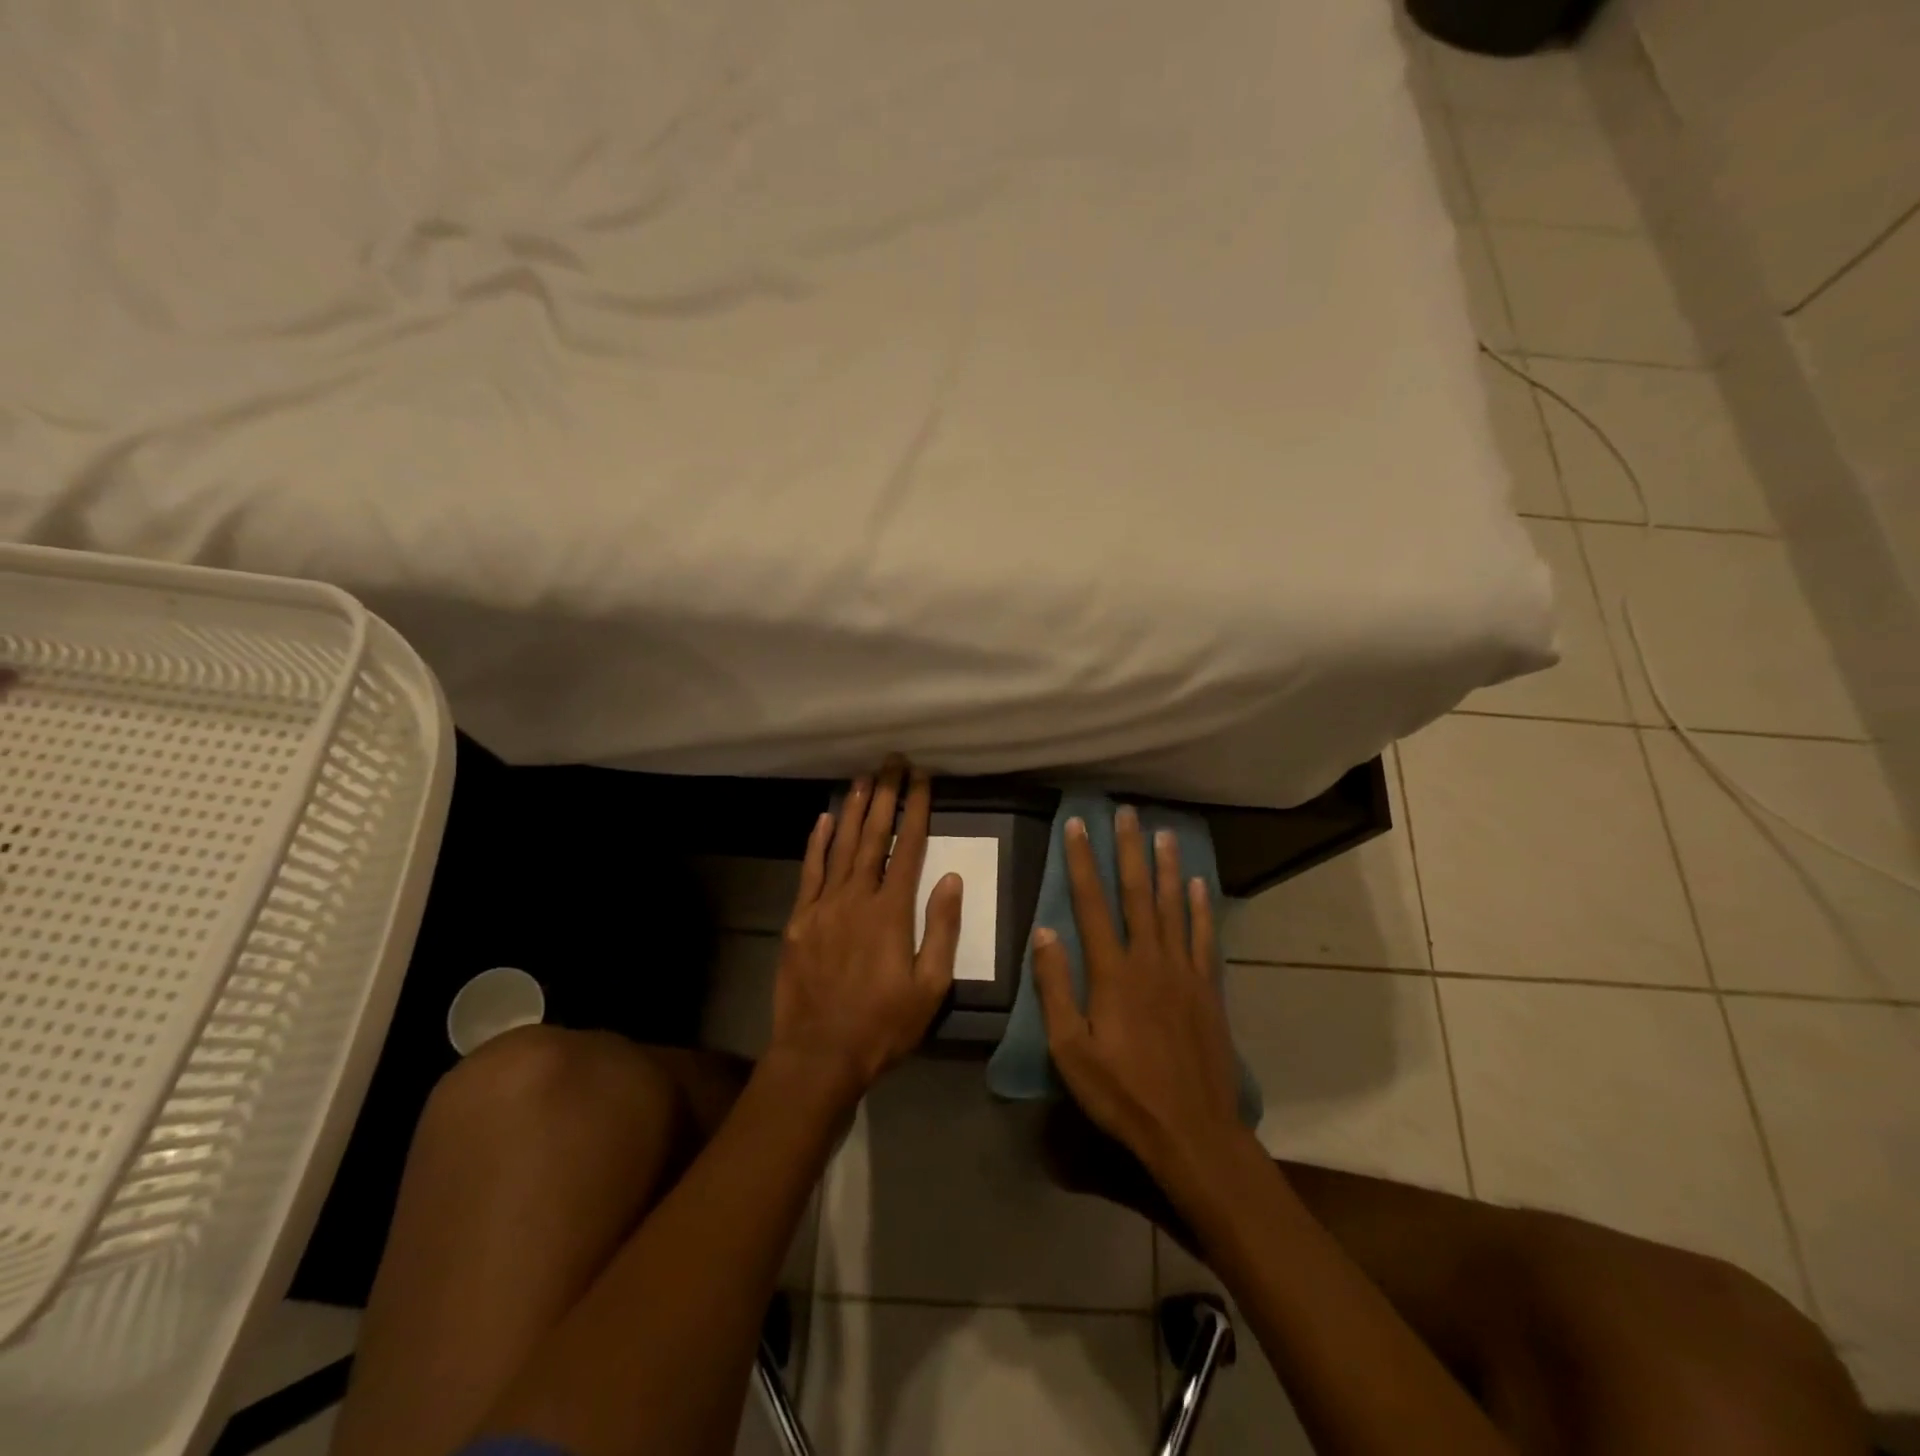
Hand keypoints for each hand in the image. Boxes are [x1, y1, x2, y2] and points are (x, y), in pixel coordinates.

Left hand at [768, 757, 960, 1103]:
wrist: (819, 1053)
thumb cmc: (883, 1024)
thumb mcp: (930, 986)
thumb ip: (940, 929)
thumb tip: (950, 878)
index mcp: (891, 911)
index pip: (909, 847)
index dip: (917, 809)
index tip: (923, 778)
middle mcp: (856, 897)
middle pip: (873, 836)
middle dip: (885, 795)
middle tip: (891, 762)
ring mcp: (823, 906)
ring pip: (840, 846)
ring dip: (853, 809)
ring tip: (863, 777)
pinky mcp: (799, 919)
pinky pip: (809, 871)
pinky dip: (816, 843)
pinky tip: (823, 819)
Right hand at [1033, 807, 1249, 1185]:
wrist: (1192, 1131)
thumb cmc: (1122, 1093)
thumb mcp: (1070, 1049)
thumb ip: (1055, 988)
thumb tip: (1044, 932)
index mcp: (1113, 973)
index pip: (1091, 904)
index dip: (1083, 862)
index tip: (1077, 825)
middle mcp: (1150, 960)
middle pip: (1137, 894)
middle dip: (1129, 850)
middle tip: (1126, 812)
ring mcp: (1184, 972)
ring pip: (1174, 907)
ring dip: (1166, 867)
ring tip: (1163, 833)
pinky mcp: (1208, 989)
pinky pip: (1204, 938)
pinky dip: (1201, 908)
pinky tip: (1198, 884)